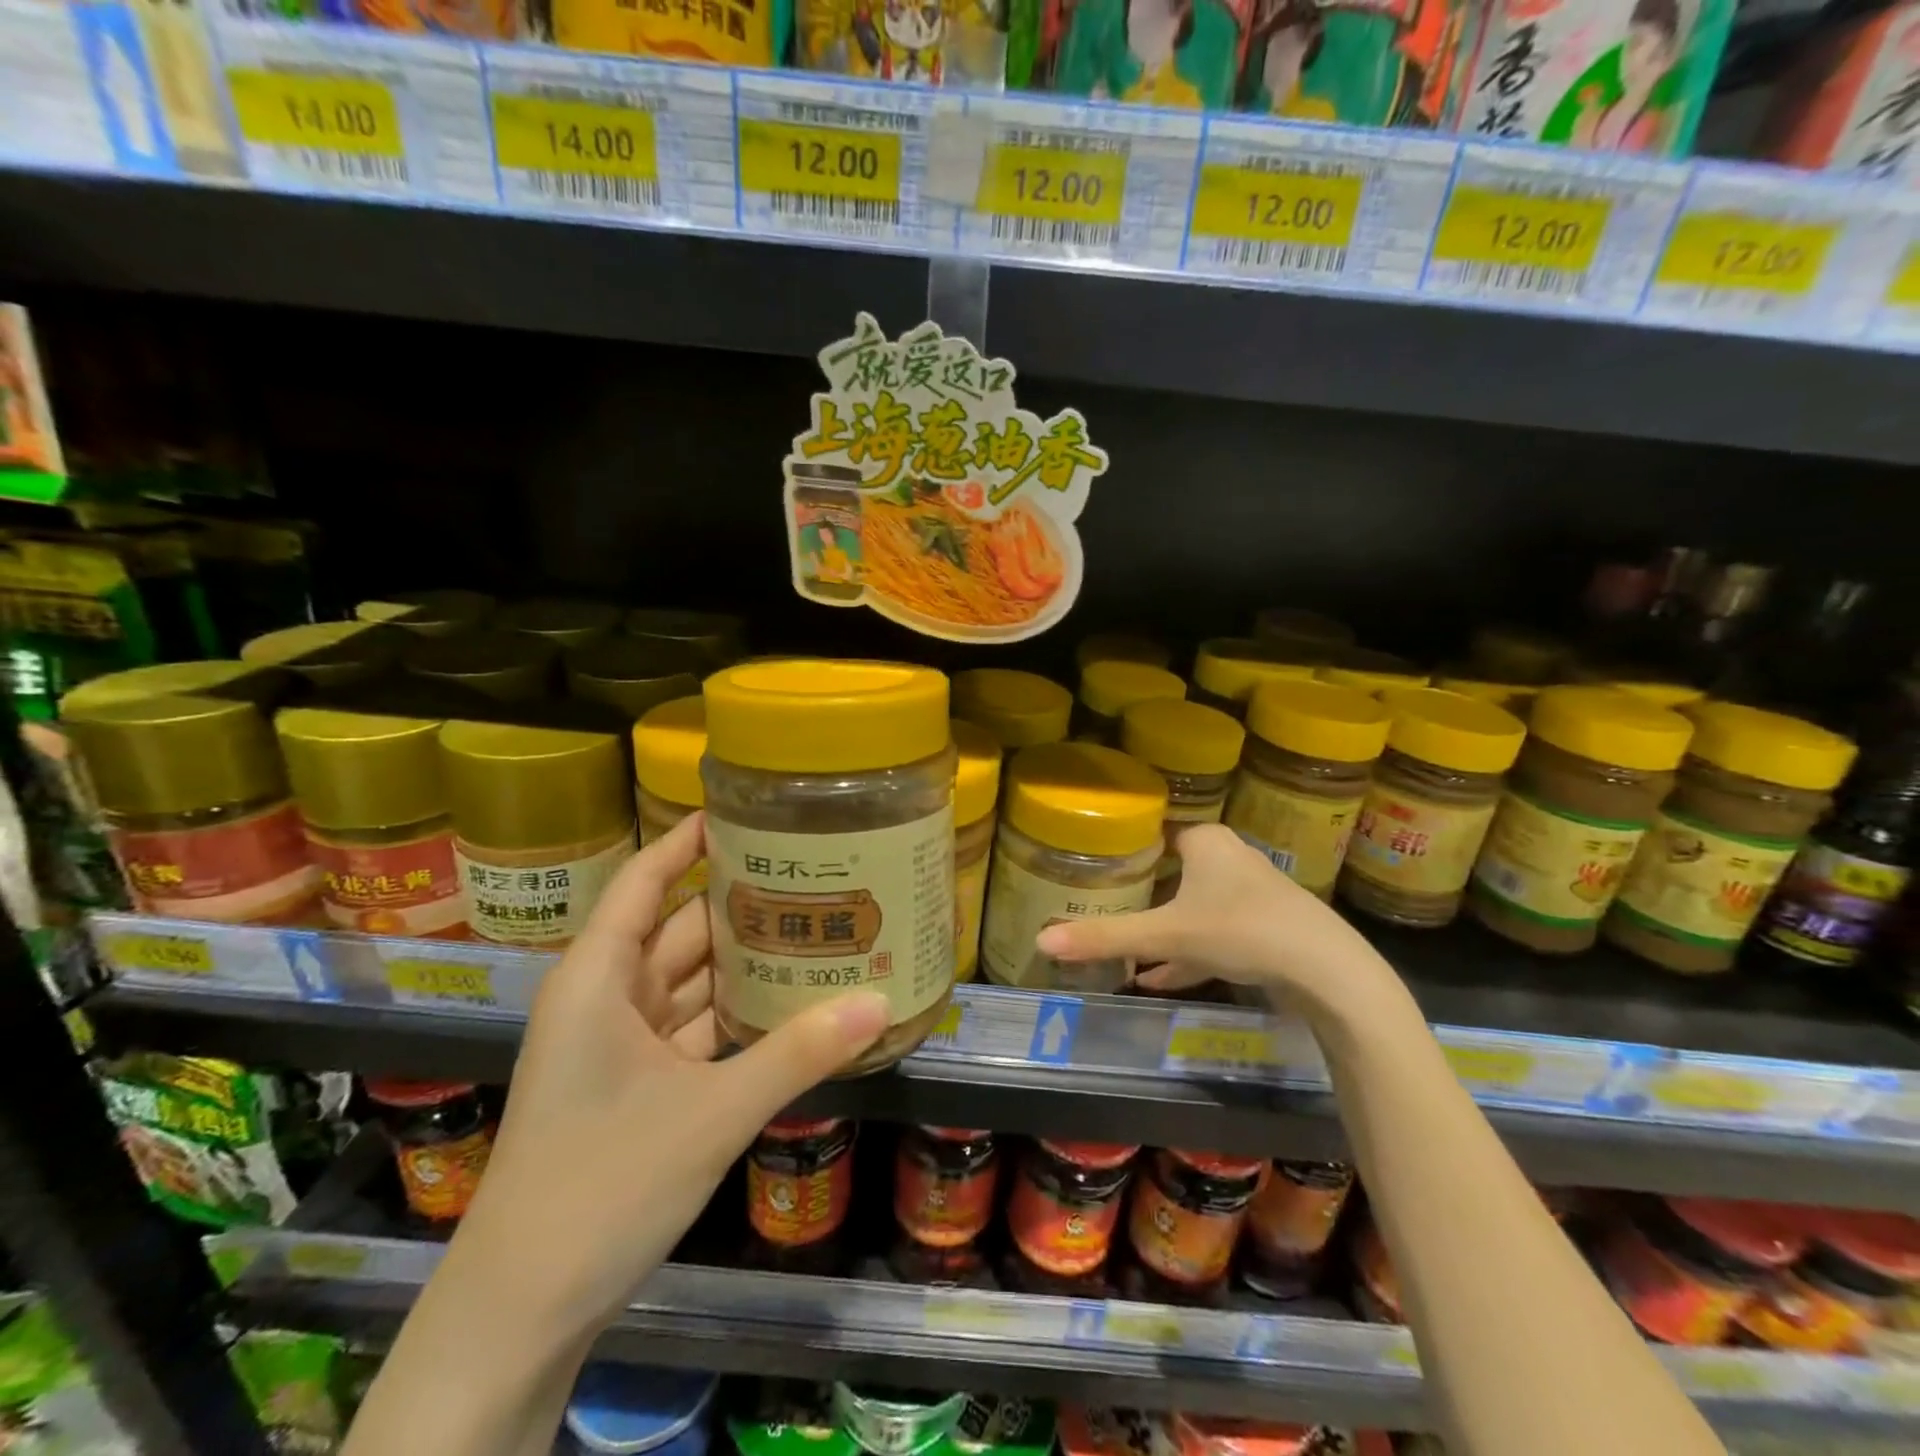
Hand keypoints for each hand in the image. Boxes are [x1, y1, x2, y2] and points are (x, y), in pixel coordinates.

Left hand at [450, 811, 888, 1339]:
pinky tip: (792, 1007)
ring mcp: (621, 1047)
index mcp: (599, 978)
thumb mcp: (710, 1114)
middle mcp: (608, 999)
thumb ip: (797, 1055)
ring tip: (816, 930)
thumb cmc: (599, 1184)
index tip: (748, 812)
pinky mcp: (638, 1088)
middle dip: (742, 904)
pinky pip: (697, 1031)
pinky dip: (739, 1018)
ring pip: (692, 983)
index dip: (690, 841)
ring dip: (746, 965)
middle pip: (681, 929)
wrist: (519, 1313)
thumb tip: (880, 1003)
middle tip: (813, 875)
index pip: (647, 881)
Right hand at [1034, 823, 1394, 1014]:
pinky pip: (1213, 935)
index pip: (1156, 831)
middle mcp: (1229, 859)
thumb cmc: (1242, 930)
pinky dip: (1186, 954)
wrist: (1329, 973)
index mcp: (1206, 842)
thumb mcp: (1166, 935)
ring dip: (1162, 930)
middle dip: (1140, 894)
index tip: (1093, 864)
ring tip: (1123, 951)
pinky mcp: (1264, 929)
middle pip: (1172, 872)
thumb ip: (1106, 937)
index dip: (1125, 847)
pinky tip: (1156, 979)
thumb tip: (1041, 940)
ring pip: (1192, 907)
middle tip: (1101, 905)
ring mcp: (1250, 895)